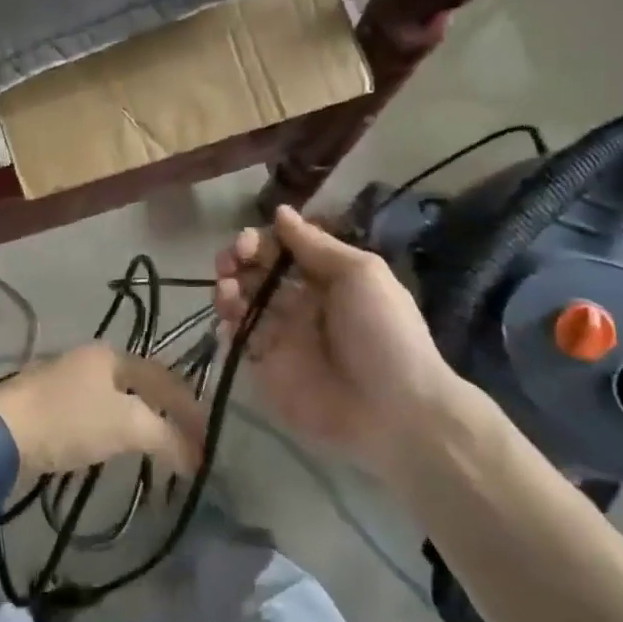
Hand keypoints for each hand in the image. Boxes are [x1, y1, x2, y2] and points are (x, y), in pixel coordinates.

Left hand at [0, 343, 203, 480]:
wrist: (0, 433)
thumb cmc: (68, 420)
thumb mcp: (125, 425)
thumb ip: (164, 436)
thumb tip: (194, 454)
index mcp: (111, 355)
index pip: (164, 377)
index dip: (189, 407)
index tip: (207, 437)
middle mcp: (90, 359)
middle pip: (140, 385)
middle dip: (166, 413)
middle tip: (186, 442)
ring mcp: (65, 379)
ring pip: (116, 399)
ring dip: (140, 422)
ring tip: (157, 448)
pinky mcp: (47, 404)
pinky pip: (94, 413)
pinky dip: (114, 429)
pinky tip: (115, 446)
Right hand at [213, 206, 466, 475]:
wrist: (396, 411)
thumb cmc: (382, 333)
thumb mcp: (359, 274)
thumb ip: (315, 244)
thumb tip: (280, 211)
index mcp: (325, 279)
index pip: (281, 250)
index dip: (260, 241)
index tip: (248, 244)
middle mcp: (300, 304)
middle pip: (256, 273)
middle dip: (236, 261)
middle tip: (229, 263)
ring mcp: (281, 337)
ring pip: (241, 303)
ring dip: (227, 290)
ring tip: (228, 292)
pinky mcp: (267, 369)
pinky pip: (238, 342)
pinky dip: (226, 327)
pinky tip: (229, 323)